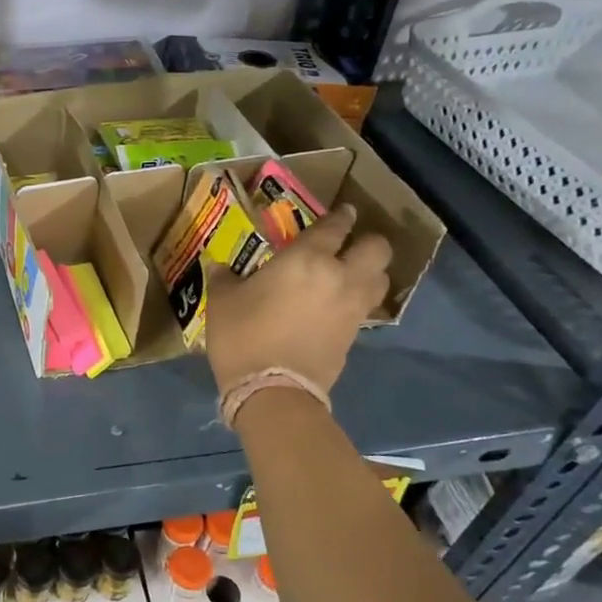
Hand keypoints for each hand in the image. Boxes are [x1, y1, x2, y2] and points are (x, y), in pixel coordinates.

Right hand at [202, 203, 390, 395]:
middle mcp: (339, 276)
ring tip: (350, 273)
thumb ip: (225, 278)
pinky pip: (367, 306)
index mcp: (306, 259)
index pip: (334, 227)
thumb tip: (220, 267)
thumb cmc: (243, 335)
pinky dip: (359, 299)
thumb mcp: (222, 301)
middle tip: (349, 243)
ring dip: (370, 271)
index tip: (341, 212)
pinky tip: (339, 303)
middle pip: (376, 248)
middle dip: (367, 241)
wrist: (272, 390)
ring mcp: (352, 307)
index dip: (339, 216)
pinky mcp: (355, 335)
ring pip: (380, 278)